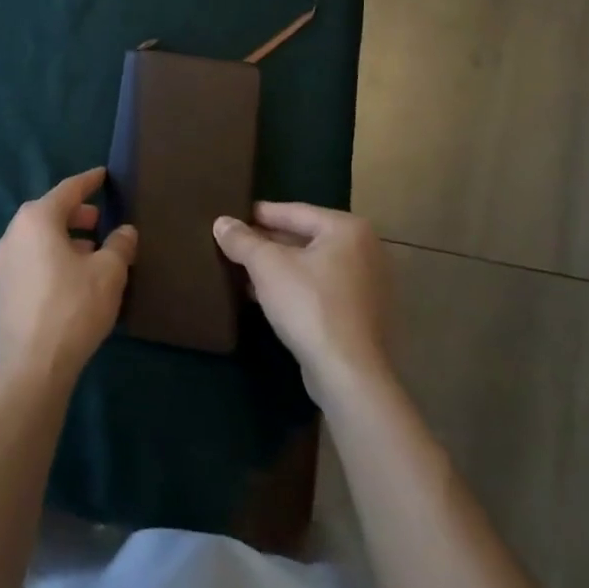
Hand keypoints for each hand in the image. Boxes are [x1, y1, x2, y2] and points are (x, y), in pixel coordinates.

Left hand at [0, 167, 137, 390]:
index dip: (89, 181)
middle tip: (100, 220)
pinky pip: (32, 259)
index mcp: (36, 219)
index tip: (103, 175)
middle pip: (49, 213)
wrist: (31, 367)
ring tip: (91, 252)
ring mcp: (3, 262)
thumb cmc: (72, 307)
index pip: (68, 190)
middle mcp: (14, 233)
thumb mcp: (109, 272)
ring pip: (39, 238)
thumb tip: (125, 231)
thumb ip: (119, 245)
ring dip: (65, 239)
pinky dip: (52, 257)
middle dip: (77, 214)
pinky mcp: (2, 289)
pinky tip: (72, 278)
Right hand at [213, 202, 390, 404]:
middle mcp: (364, 250)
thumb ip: (242, 240)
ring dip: (278, 268)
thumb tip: (221, 223)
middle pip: (304, 238)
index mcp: (347, 229)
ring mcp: (367, 285)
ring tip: (242, 270)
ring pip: (311, 266)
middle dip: (268, 244)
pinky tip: (264, 296)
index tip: (233, 216)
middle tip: (235, 244)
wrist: (348, 376)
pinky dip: (295, 288)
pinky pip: (321, 289)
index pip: (294, 212)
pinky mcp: (362, 315)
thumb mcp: (267, 266)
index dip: (260, 215)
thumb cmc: (310, 306)